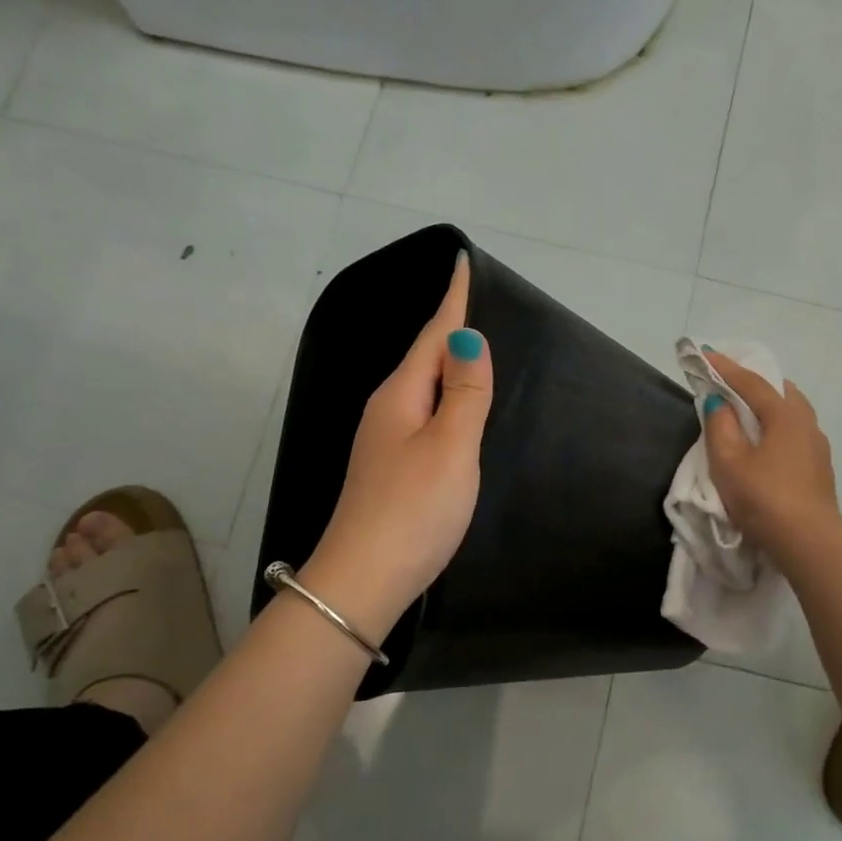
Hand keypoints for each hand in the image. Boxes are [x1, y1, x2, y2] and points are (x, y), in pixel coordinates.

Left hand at [303, 254, 492, 632]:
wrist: (364, 579)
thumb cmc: (414, 509)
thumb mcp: (450, 446)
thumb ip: (464, 392)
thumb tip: (467, 337)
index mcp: (400, 396)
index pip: (433, 335)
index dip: (453, 300)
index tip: (462, 261)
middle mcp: (387, 410)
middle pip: (423, 356)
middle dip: (449, 326)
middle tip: (477, 300)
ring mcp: (384, 440)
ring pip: (421, 386)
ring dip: (445, 362)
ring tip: (471, 345)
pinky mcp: (391, 468)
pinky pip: (422, 413)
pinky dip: (442, 397)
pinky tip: (452, 406)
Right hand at [703, 352, 841, 569]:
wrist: (808, 542)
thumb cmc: (763, 497)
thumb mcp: (729, 462)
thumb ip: (720, 427)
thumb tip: (718, 402)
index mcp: (785, 415)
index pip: (751, 382)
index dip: (725, 367)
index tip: (704, 354)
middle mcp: (806, 423)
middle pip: (780, 392)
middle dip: (754, 384)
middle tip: (730, 384)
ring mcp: (818, 447)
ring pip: (792, 414)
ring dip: (769, 408)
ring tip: (747, 415)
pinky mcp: (820, 470)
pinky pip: (796, 435)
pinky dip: (778, 429)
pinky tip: (767, 446)